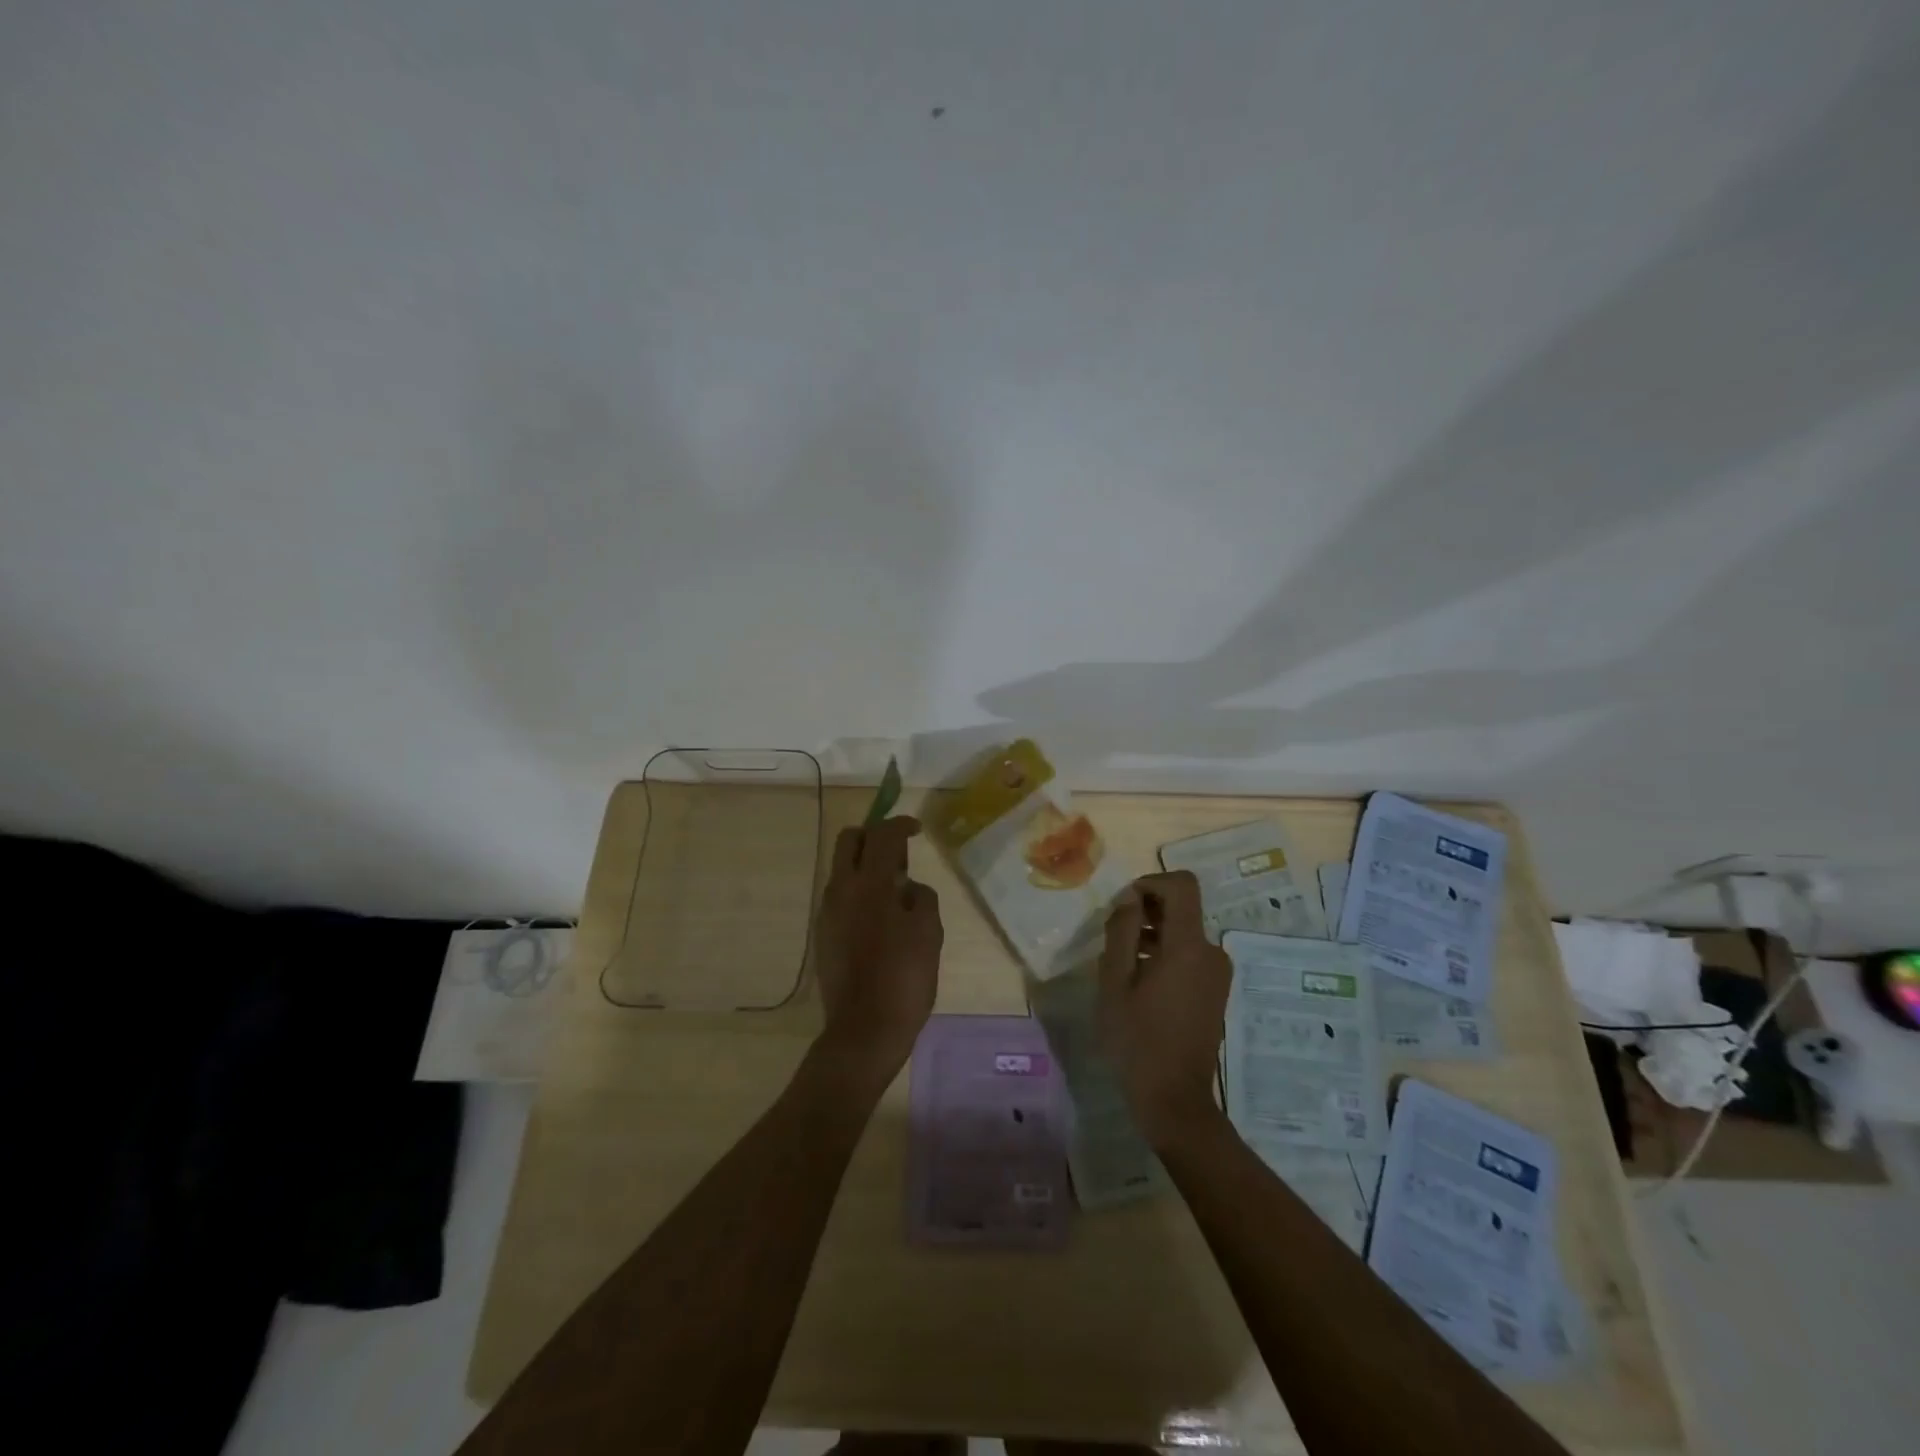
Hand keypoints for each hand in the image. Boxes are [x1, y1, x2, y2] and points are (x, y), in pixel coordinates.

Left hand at [812, 815, 943, 1086]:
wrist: (865, 1030)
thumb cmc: (904, 979)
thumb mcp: (929, 933)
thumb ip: (921, 898)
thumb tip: (908, 888)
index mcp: (868, 884)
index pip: (882, 835)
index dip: (901, 825)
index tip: (917, 830)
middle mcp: (841, 890)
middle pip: (849, 840)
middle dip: (874, 836)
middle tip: (900, 855)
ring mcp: (827, 912)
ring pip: (841, 868)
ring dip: (865, 864)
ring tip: (895, 890)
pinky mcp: (823, 933)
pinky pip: (840, 895)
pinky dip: (858, 890)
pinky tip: (881, 917)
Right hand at [1097, 870, 1231, 1148]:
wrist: (1174, 1099)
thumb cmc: (1137, 1039)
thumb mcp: (1115, 981)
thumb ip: (1123, 931)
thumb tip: (1131, 899)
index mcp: (1189, 946)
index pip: (1182, 885)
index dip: (1151, 882)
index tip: (1124, 904)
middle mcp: (1212, 952)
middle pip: (1183, 908)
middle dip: (1147, 911)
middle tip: (1115, 938)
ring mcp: (1218, 973)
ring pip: (1184, 933)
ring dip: (1154, 935)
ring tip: (1123, 963)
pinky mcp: (1216, 991)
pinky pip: (1191, 955)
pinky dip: (1166, 954)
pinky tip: (1141, 983)